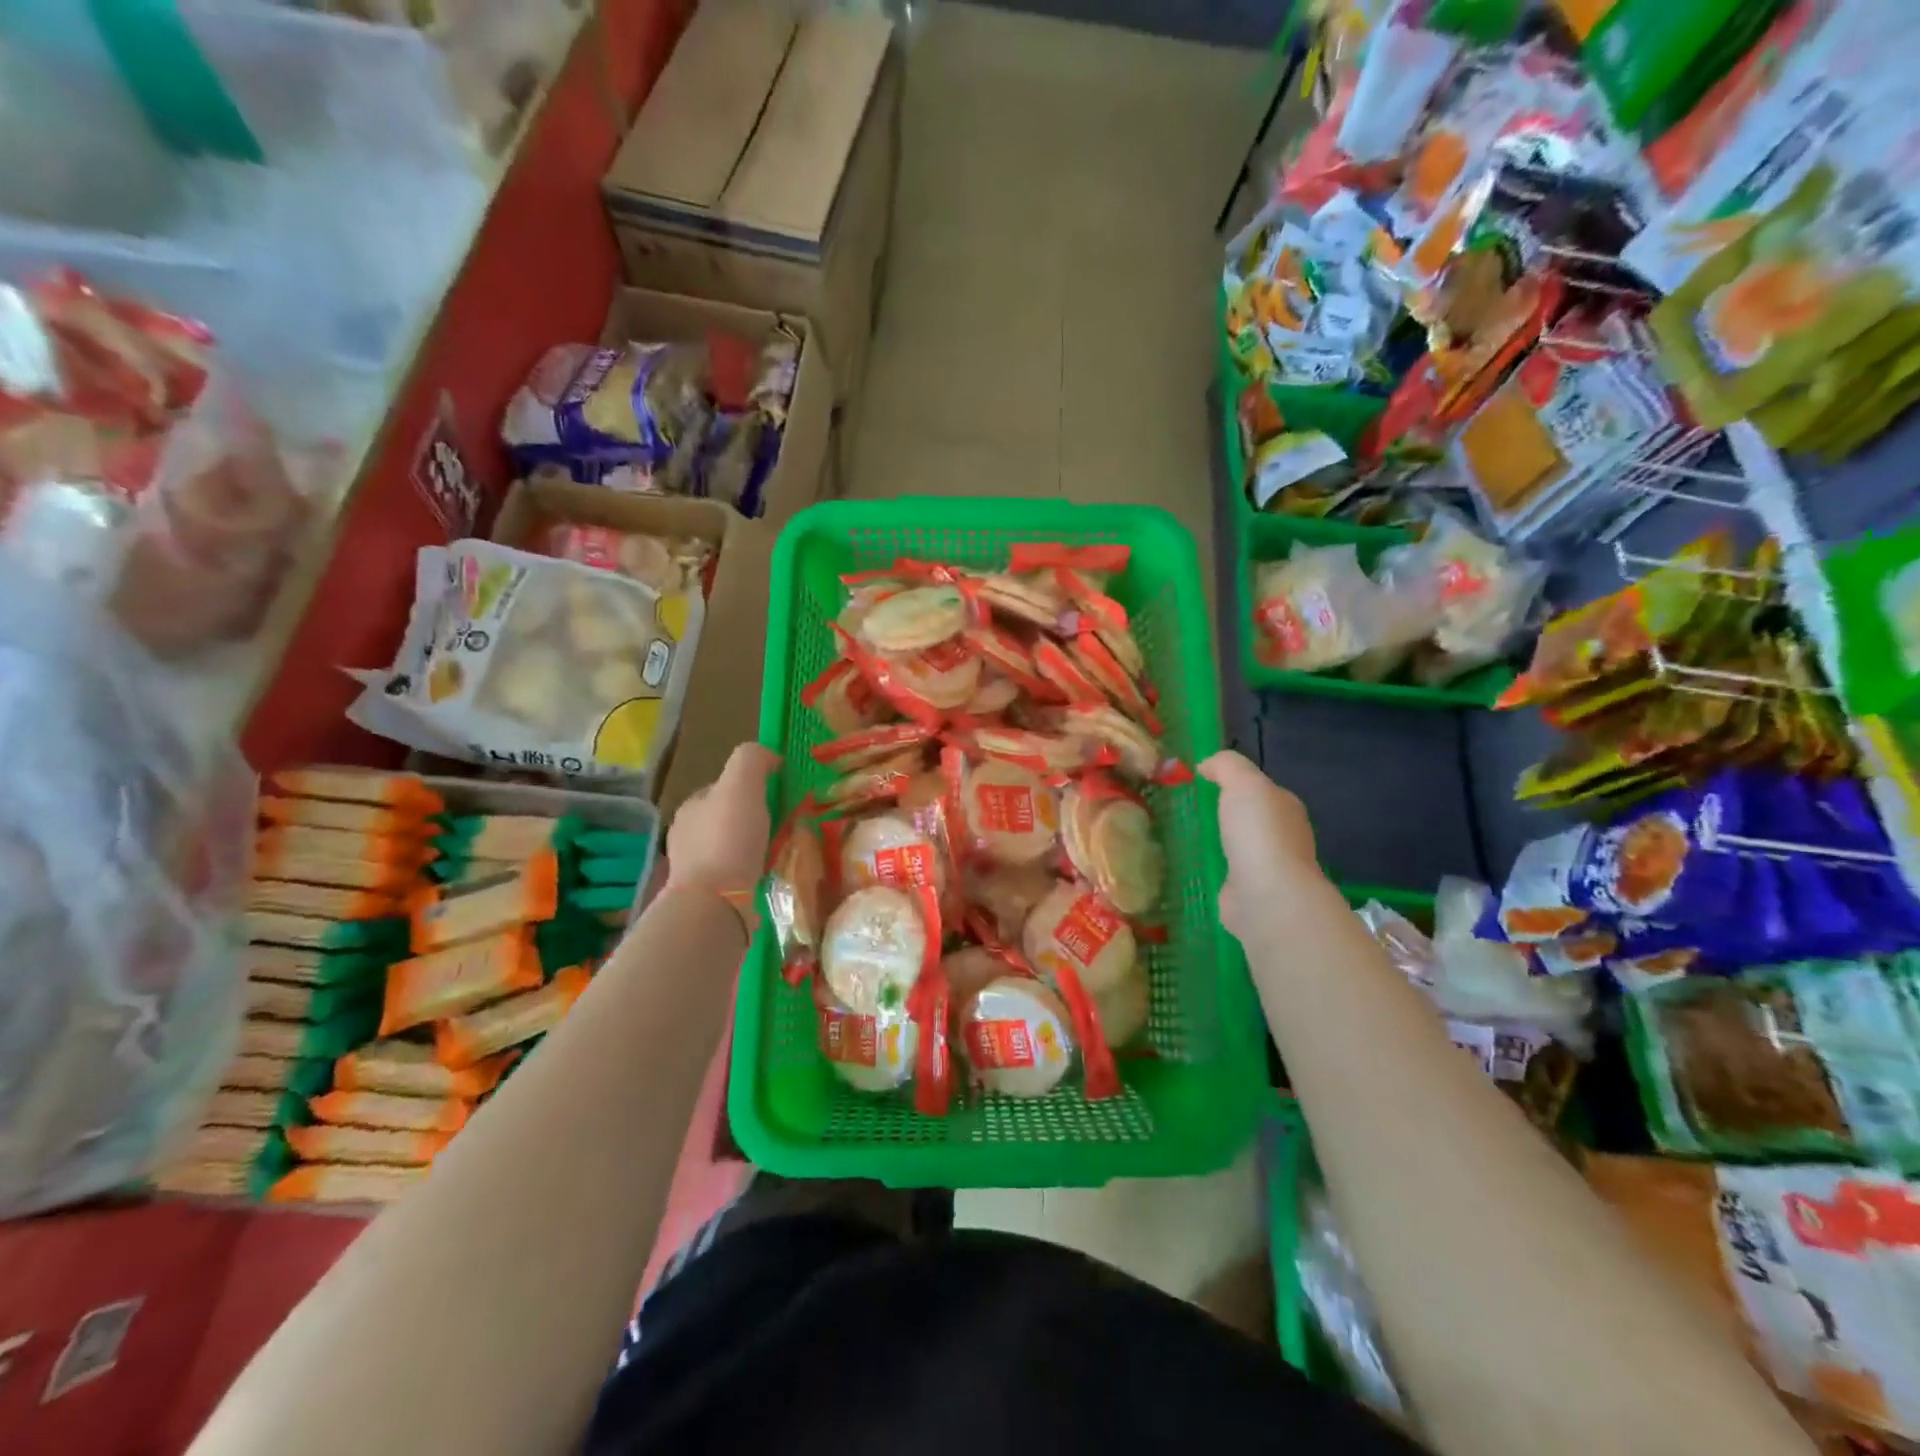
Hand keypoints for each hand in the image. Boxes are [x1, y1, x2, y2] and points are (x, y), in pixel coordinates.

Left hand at [666, 743, 780, 900]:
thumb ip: (752, 759)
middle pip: (727, 819)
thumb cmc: (727, 840)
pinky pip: (735, 878)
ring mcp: (695, 871)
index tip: (777, 796)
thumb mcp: (741, 784)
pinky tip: (769, 877)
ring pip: (731, 850)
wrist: (714, 905)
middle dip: (753, 820)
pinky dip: (752, 874)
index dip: (749, 787)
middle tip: (784, 826)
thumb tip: (770, 757)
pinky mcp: (708, 898)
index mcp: (691, 808)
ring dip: (753, 849)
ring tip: (782, 853)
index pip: (722, 788)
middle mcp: (687, 837)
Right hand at [1198, 751, 1325, 941]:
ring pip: (1235, 847)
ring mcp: (1264, 867)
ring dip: (1215, 843)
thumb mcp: (1243, 783)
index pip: (1259, 789)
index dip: (1233, 782)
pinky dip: (1209, 869)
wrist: (1267, 896)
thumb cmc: (1259, 834)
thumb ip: (1227, 766)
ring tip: (1180, 836)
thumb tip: (1206, 765)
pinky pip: (1223, 873)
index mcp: (1285, 807)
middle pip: (1247, 818)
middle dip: (1223, 814)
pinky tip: (1188, 865)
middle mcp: (1280, 836)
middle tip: (1184, 807)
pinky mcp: (1246, 893)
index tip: (1199, 781)